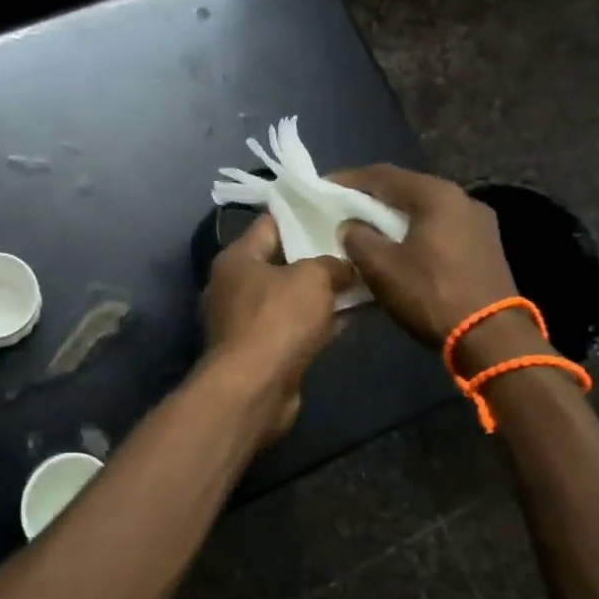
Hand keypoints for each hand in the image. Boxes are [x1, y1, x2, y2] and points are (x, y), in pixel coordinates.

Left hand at [201, 213, 353, 439]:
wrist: (254, 388)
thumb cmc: (277, 320)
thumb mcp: (312, 278)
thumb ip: (332, 263)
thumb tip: (345, 266)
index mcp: (236, 258)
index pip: (270, 223)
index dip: (303, 215)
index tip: (336, 210)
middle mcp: (234, 285)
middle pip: (282, 261)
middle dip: (318, 255)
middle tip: (355, 245)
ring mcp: (246, 320)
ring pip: (291, 296)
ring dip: (323, 291)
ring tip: (363, 277)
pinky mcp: (261, 350)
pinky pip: (295, 325)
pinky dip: (320, 320)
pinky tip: (355, 314)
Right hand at [331, 165, 537, 372]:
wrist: (492, 339)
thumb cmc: (431, 295)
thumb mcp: (380, 267)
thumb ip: (357, 238)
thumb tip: (351, 226)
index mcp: (437, 195)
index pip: (383, 175)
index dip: (348, 180)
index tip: (323, 187)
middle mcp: (463, 199)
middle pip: (407, 190)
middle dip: (372, 198)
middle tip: (342, 207)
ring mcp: (479, 224)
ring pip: (424, 211)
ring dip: (394, 217)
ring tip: (366, 229)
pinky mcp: (485, 248)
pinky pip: (439, 229)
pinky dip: (414, 232)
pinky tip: (398, 248)